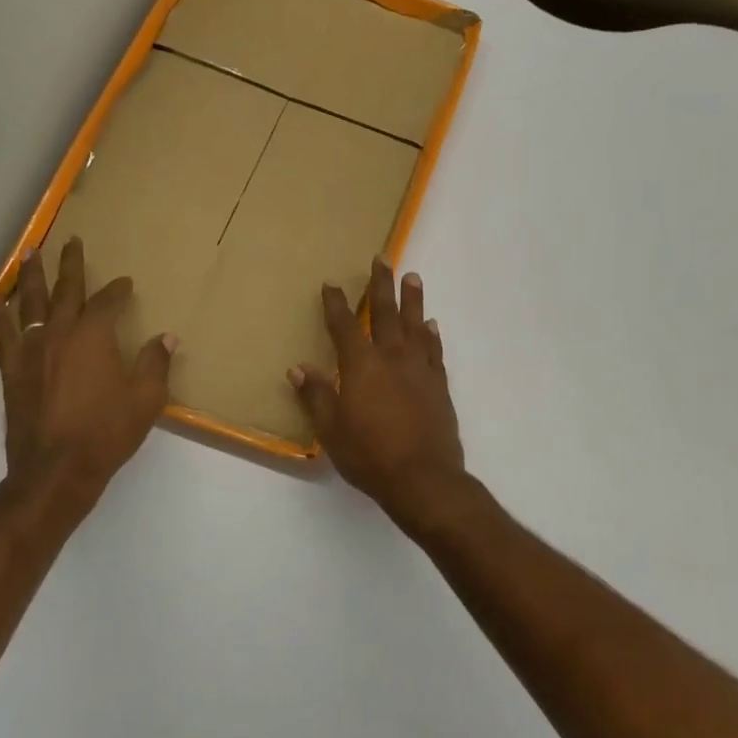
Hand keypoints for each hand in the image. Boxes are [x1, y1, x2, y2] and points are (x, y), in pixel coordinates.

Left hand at [0, 237, 174, 521]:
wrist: (55, 470)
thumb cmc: (106, 433)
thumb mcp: (145, 400)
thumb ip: (155, 364)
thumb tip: (166, 338)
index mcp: (93, 337)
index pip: (106, 303)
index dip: (117, 290)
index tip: (125, 283)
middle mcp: (58, 335)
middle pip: (63, 290)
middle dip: (69, 264)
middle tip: (70, 240)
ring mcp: (31, 352)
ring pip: (28, 304)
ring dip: (28, 277)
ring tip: (27, 254)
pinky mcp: (13, 372)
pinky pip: (4, 335)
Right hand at [291, 258, 469, 535]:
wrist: (423, 478)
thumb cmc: (369, 455)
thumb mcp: (331, 429)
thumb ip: (316, 395)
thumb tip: (298, 368)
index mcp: (361, 366)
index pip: (343, 326)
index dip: (336, 304)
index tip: (331, 284)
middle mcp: (391, 357)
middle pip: (385, 313)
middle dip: (381, 285)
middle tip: (383, 259)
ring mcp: (419, 368)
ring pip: (415, 324)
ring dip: (412, 300)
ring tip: (412, 277)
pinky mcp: (439, 384)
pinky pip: (434, 350)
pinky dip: (432, 334)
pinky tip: (432, 325)